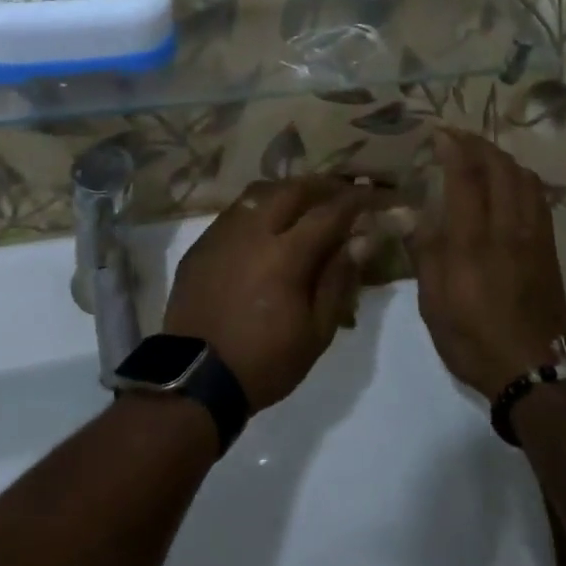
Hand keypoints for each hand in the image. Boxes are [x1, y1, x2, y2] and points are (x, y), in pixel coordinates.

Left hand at [163, 177, 385, 409]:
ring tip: (303, 202)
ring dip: (286, 191)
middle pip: (291, 190)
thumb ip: (338, 280)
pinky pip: (234, 212)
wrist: (195, 379)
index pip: (328, 213)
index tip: (370, 193)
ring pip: (258, 193)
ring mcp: (222, 234)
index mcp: (285, 255)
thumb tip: (361, 240)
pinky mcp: (201, 244)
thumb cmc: (265, 361)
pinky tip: (265, 225)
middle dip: (320, 186)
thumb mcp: (316, 332)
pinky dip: (257, 209)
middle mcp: (252, 232)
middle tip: (339, 192)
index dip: (353, 200)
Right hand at [414, 130, 565, 401]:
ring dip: (503, 159)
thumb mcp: (433, 302)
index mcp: (473, 242)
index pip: (466, 178)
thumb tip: (406, 213)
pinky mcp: (550, 251)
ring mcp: (535, 238)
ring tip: (483, 155)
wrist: (533, 374)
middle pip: (501, 169)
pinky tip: (511, 184)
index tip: (439, 133)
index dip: (453, 148)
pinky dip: (522, 180)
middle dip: (479, 145)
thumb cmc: (472, 339)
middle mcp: (508, 230)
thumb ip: (424, 251)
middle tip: (459, 138)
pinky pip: (540, 200)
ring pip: (526, 180)